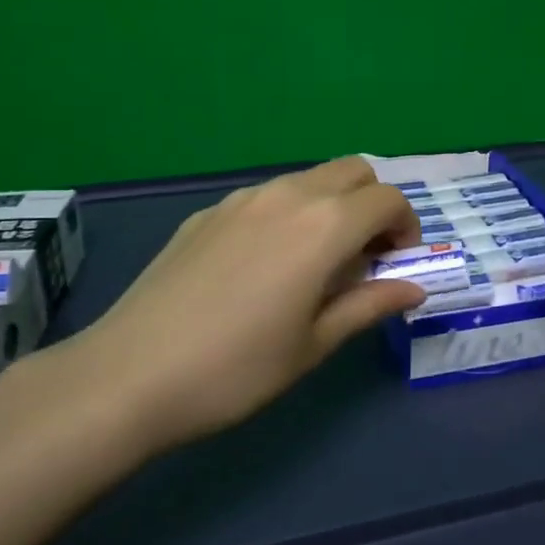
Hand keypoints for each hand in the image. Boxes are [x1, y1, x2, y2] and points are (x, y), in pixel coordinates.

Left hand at [40, 157, 424, 453]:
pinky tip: (264, 265)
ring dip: (330, 206)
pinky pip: (265, 196)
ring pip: (307, 179)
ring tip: (316, 262)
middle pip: (352, 171)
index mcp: (323, 226)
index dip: (406, 226)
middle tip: (364, 256)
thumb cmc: (237, 368)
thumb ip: (369, 305)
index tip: (397, 263)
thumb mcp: (314, 344)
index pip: (387, 199)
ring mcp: (240, 199)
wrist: (130, 374)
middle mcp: (286, 196)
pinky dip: (288, 214)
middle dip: (372, 204)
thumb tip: (413, 288)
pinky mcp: (206, 213)